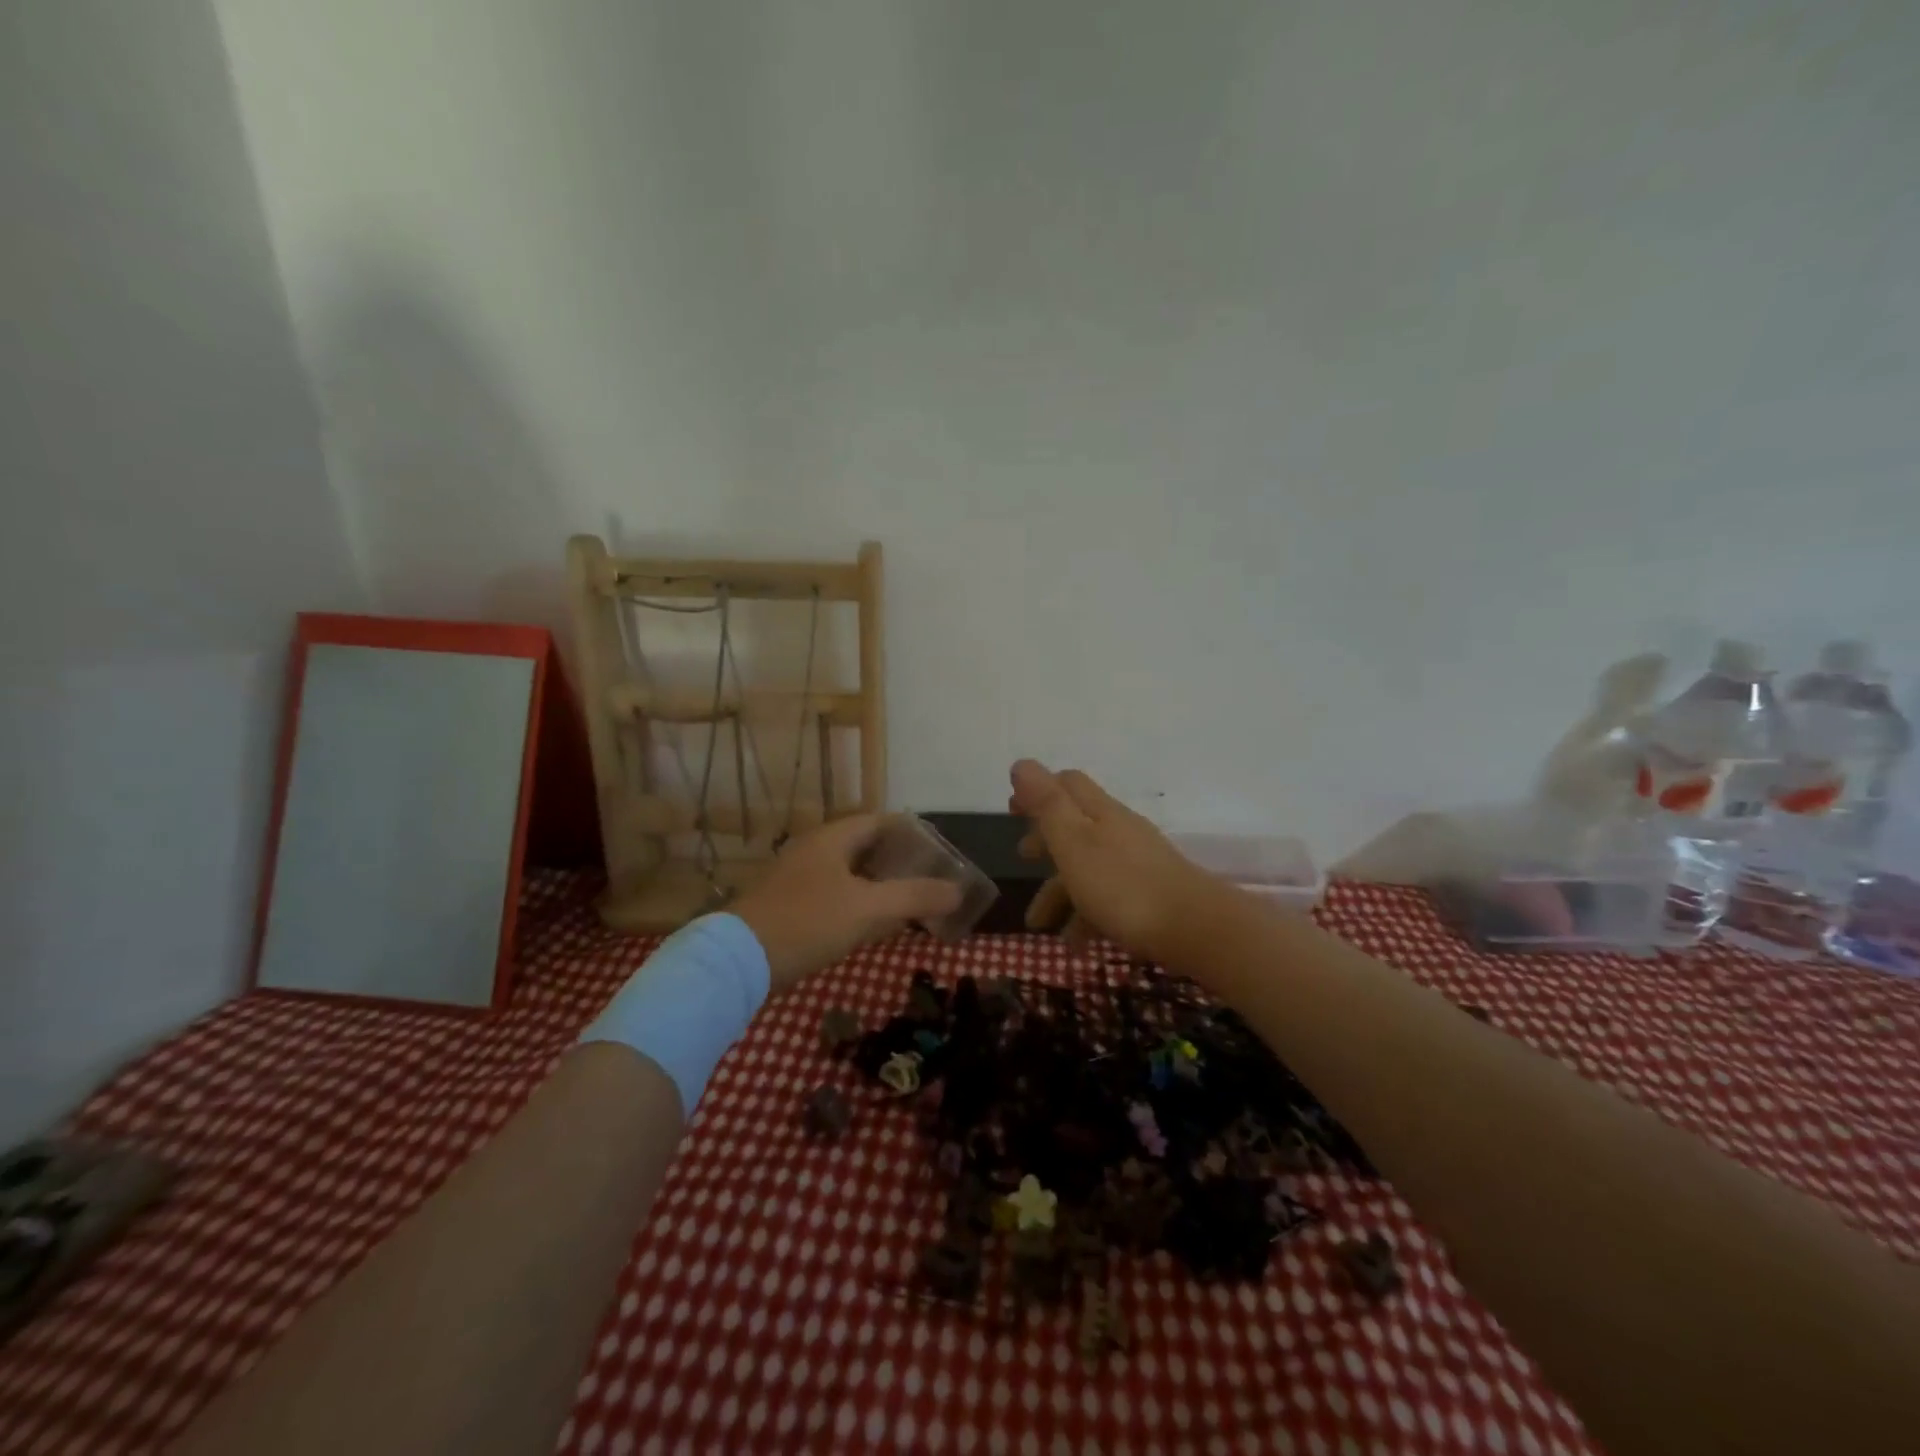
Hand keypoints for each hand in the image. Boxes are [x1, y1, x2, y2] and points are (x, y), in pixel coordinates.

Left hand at [730, 814, 962, 992]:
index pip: (881, 821)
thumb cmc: (807, 922)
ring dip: (879, 883)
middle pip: (866, 845)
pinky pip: (834, 893)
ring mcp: (798, 877)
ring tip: (908, 902)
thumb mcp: (868, 908)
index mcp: (832, 838)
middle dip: (899, 860)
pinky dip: (859, 901)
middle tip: (929, 879)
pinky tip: (871, 924)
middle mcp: (814, 849)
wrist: (738, 961)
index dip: (912, 832)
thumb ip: (915, 897)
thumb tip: (957, 890)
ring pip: (849, 872)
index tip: (939, 850)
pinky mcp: (789, 904)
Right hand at [1009, 759, 1224, 961]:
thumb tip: (1021, 763)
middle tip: (1022, 858)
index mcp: (1100, 812)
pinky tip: (1075, 944)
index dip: (1038, 790)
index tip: (1012, 809)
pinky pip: (1108, 899)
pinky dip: (1086, 916)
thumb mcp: (1074, 842)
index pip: (1068, 784)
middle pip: (1076, 825)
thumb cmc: (1122, 886)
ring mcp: (1138, 863)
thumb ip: (1047, 804)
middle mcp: (1120, 831)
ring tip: (1039, 925)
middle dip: (1045, 840)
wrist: (1196, 930)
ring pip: (1088, 867)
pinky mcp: (1151, 895)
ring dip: (1059, 891)